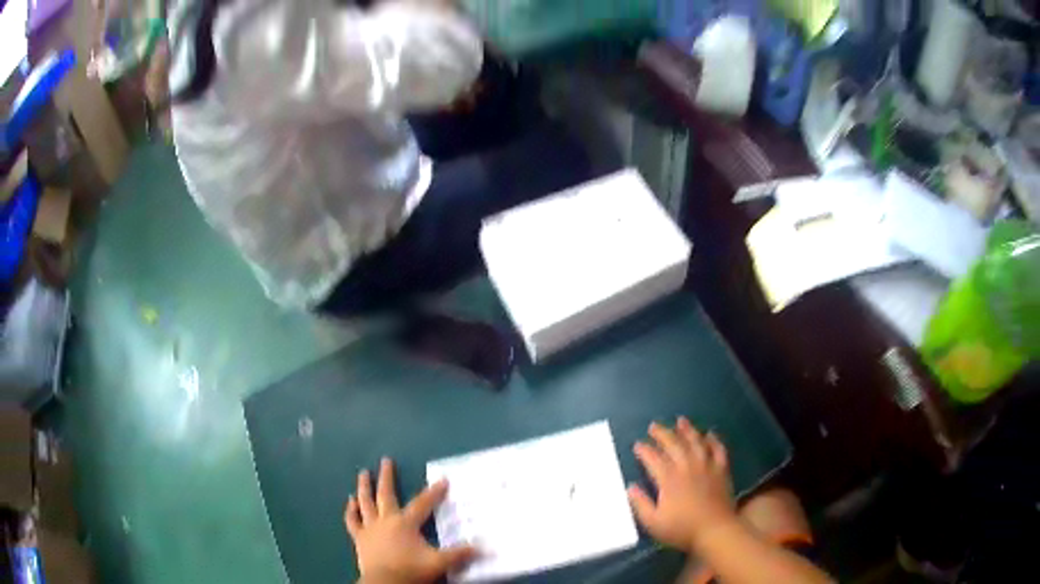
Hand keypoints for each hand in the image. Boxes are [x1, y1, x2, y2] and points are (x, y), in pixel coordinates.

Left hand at [345, 458, 476, 583]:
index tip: (443, 480)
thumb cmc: (410, 570)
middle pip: (386, 494)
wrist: (384, 582)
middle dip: (387, 477)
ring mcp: (370, 528)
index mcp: (405, 523)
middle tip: (386, 460)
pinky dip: (350, 511)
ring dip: (364, 487)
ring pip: (365, 502)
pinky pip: (352, 520)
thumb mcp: (438, 563)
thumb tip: (481, 547)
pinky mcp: (359, 538)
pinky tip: (350, 502)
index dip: (434, 492)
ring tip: (363, 473)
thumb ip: (458, 554)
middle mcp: (386, 520)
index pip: (422, 504)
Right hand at [627, 418, 736, 552]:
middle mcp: (687, 467)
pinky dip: (713, 440)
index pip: (653, 459)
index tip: (637, 444)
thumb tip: (630, 487)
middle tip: (653, 426)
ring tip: (680, 420)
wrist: (715, 530)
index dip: (644, 450)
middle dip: (662, 433)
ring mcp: (706, 466)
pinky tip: (710, 434)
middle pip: (674, 444)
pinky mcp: (721, 469)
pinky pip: (718, 449)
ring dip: (687, 430)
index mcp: (669, 479)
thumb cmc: (682, 529)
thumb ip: (640, 504)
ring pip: (696, 442)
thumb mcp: (653, 522)